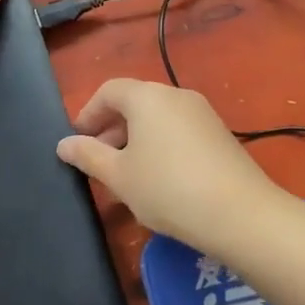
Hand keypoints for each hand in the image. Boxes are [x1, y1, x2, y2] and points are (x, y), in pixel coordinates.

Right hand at [55, 78, 288, 248]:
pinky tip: (159, 178)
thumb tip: (64, 144)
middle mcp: (175, 95)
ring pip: (158, 117)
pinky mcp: (220, 133)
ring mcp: (202, 113)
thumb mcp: (119, 176)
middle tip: (98, 160)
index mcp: (147, 96)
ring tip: (126, 174)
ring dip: (135, 138)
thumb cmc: (167, 189)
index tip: (77, 142)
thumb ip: (88, 155)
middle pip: (134, 101)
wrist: (241, 214)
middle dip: (111, 128)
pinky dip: (160, 144)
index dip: (88, 114)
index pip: (108, 91)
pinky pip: (178, 129)